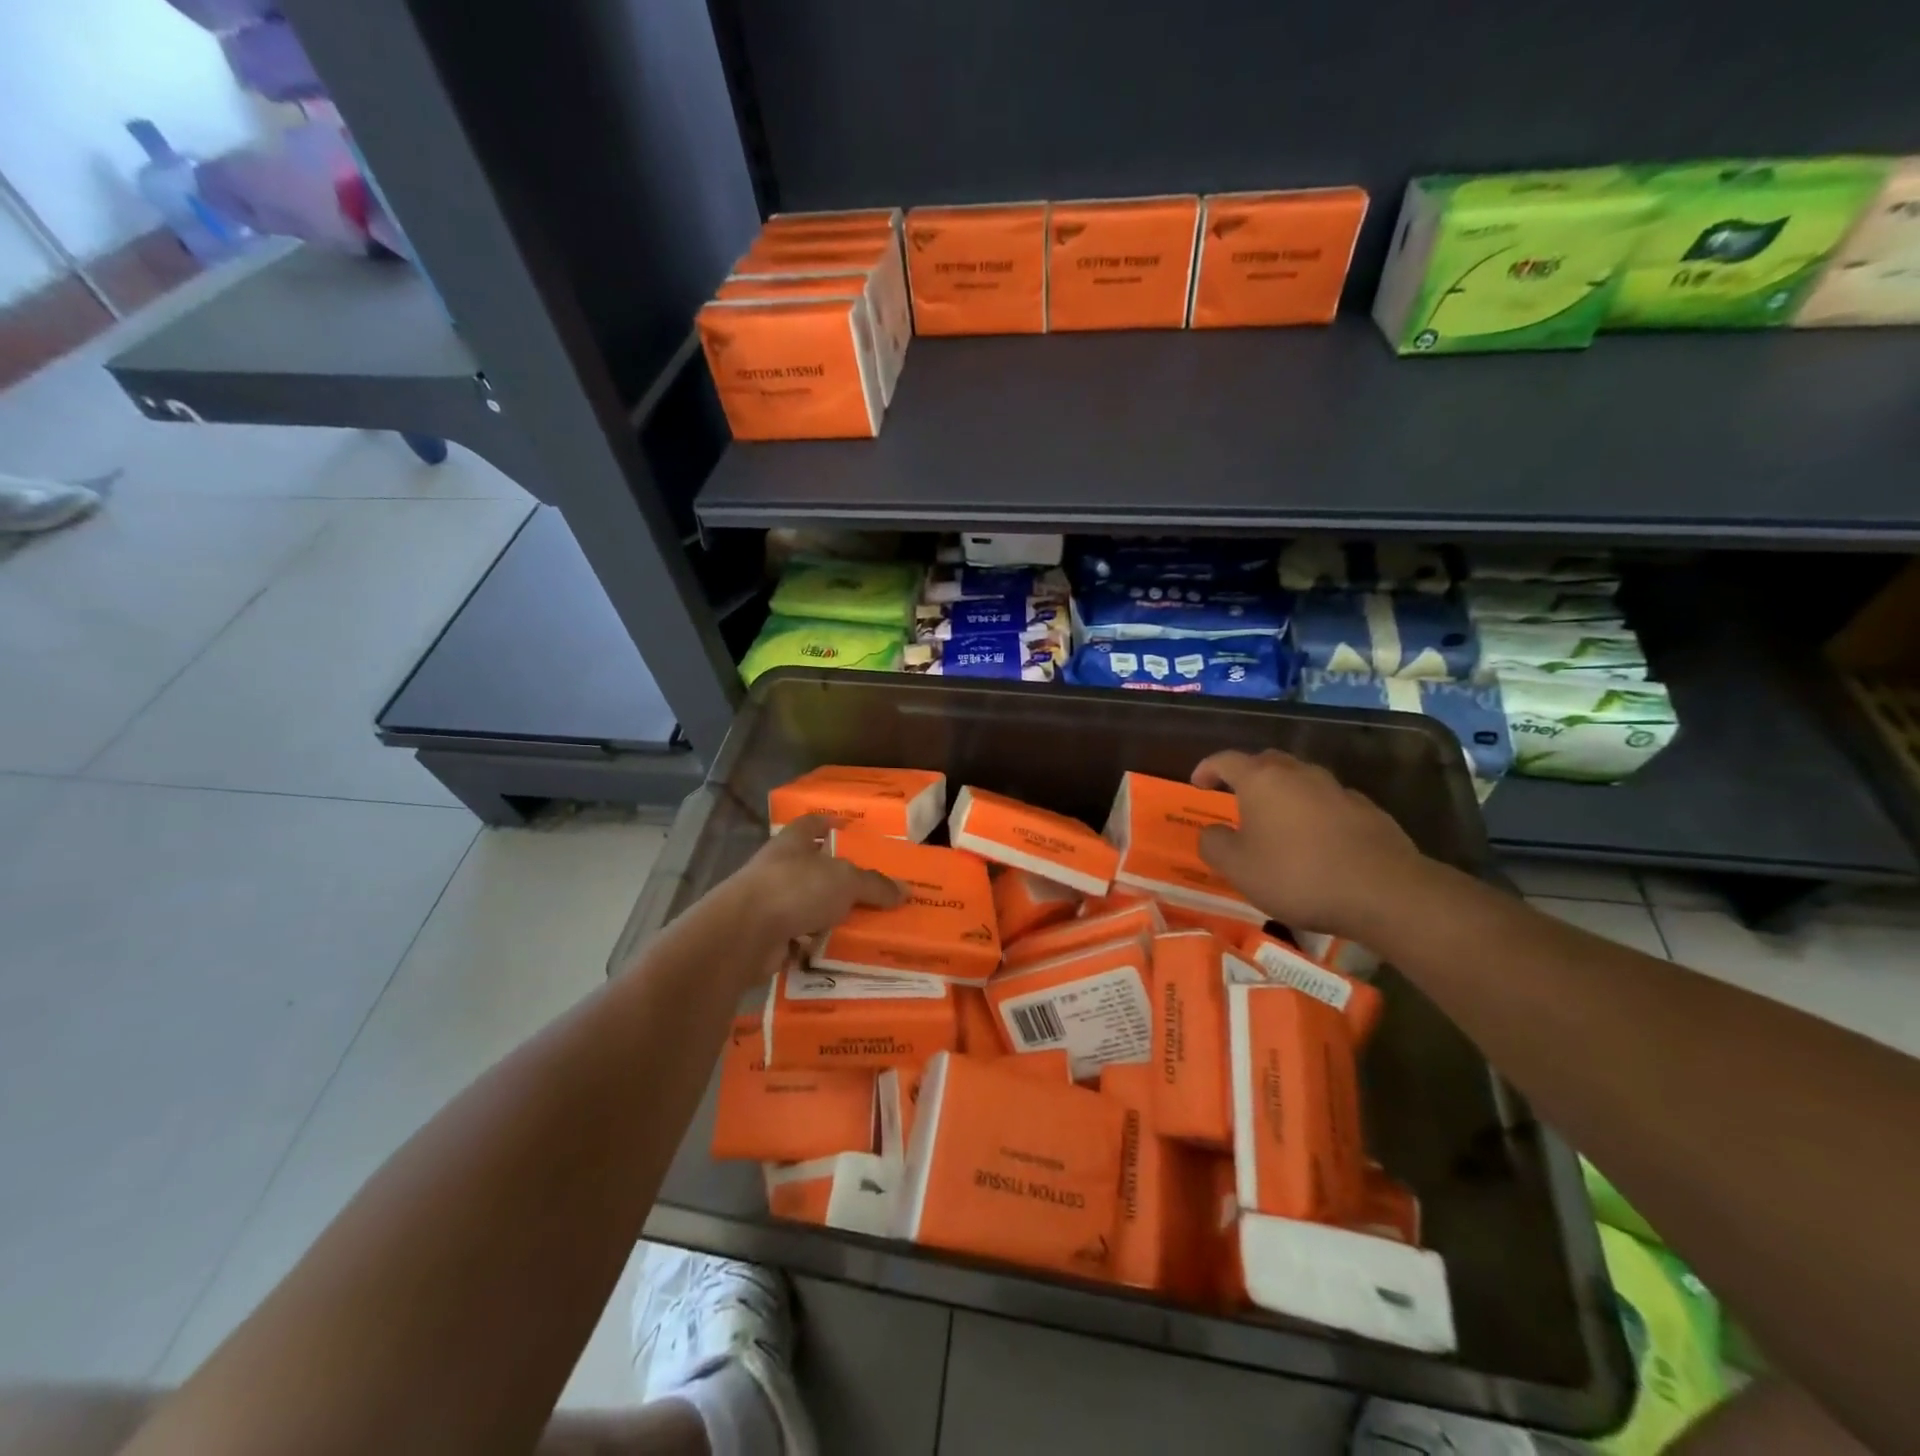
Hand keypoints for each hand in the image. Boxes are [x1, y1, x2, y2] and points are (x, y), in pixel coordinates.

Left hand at [709, 814, 903, 980]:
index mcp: (793, 842)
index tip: (852, 830)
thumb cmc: (795, 889)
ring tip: (864, 926)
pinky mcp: (766, 935)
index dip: (831, 824)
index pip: (813, 823)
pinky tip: (841, 953)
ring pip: (807, 905)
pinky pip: (800, 938)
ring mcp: (769, 902)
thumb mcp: (845, 881)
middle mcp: (778, 867)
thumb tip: (905, 891)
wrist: (745, 934)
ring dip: (829, 916)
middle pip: (813, 868)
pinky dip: (817, 946)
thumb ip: (874, 885)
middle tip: (874, 890)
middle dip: (840, 879)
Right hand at [1192, 749, 1425, 940]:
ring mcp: (1337, 789)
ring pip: (1301, 780)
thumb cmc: (1297, 875)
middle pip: (1266, 762)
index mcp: (1262, 780)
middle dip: (1247, 775)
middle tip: (1235, 796)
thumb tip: (1212, 831)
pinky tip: (1315, 840)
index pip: (1226, 760)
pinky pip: (1328, 802)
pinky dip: (1313, 812)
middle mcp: (1299, 774)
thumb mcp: (1238, 868)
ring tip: (1276, 821)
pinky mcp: (1367, 810)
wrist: (1383, 891)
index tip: (1198, 783)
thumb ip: (1214, 844)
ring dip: (1283, 793)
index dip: (1208, 768)